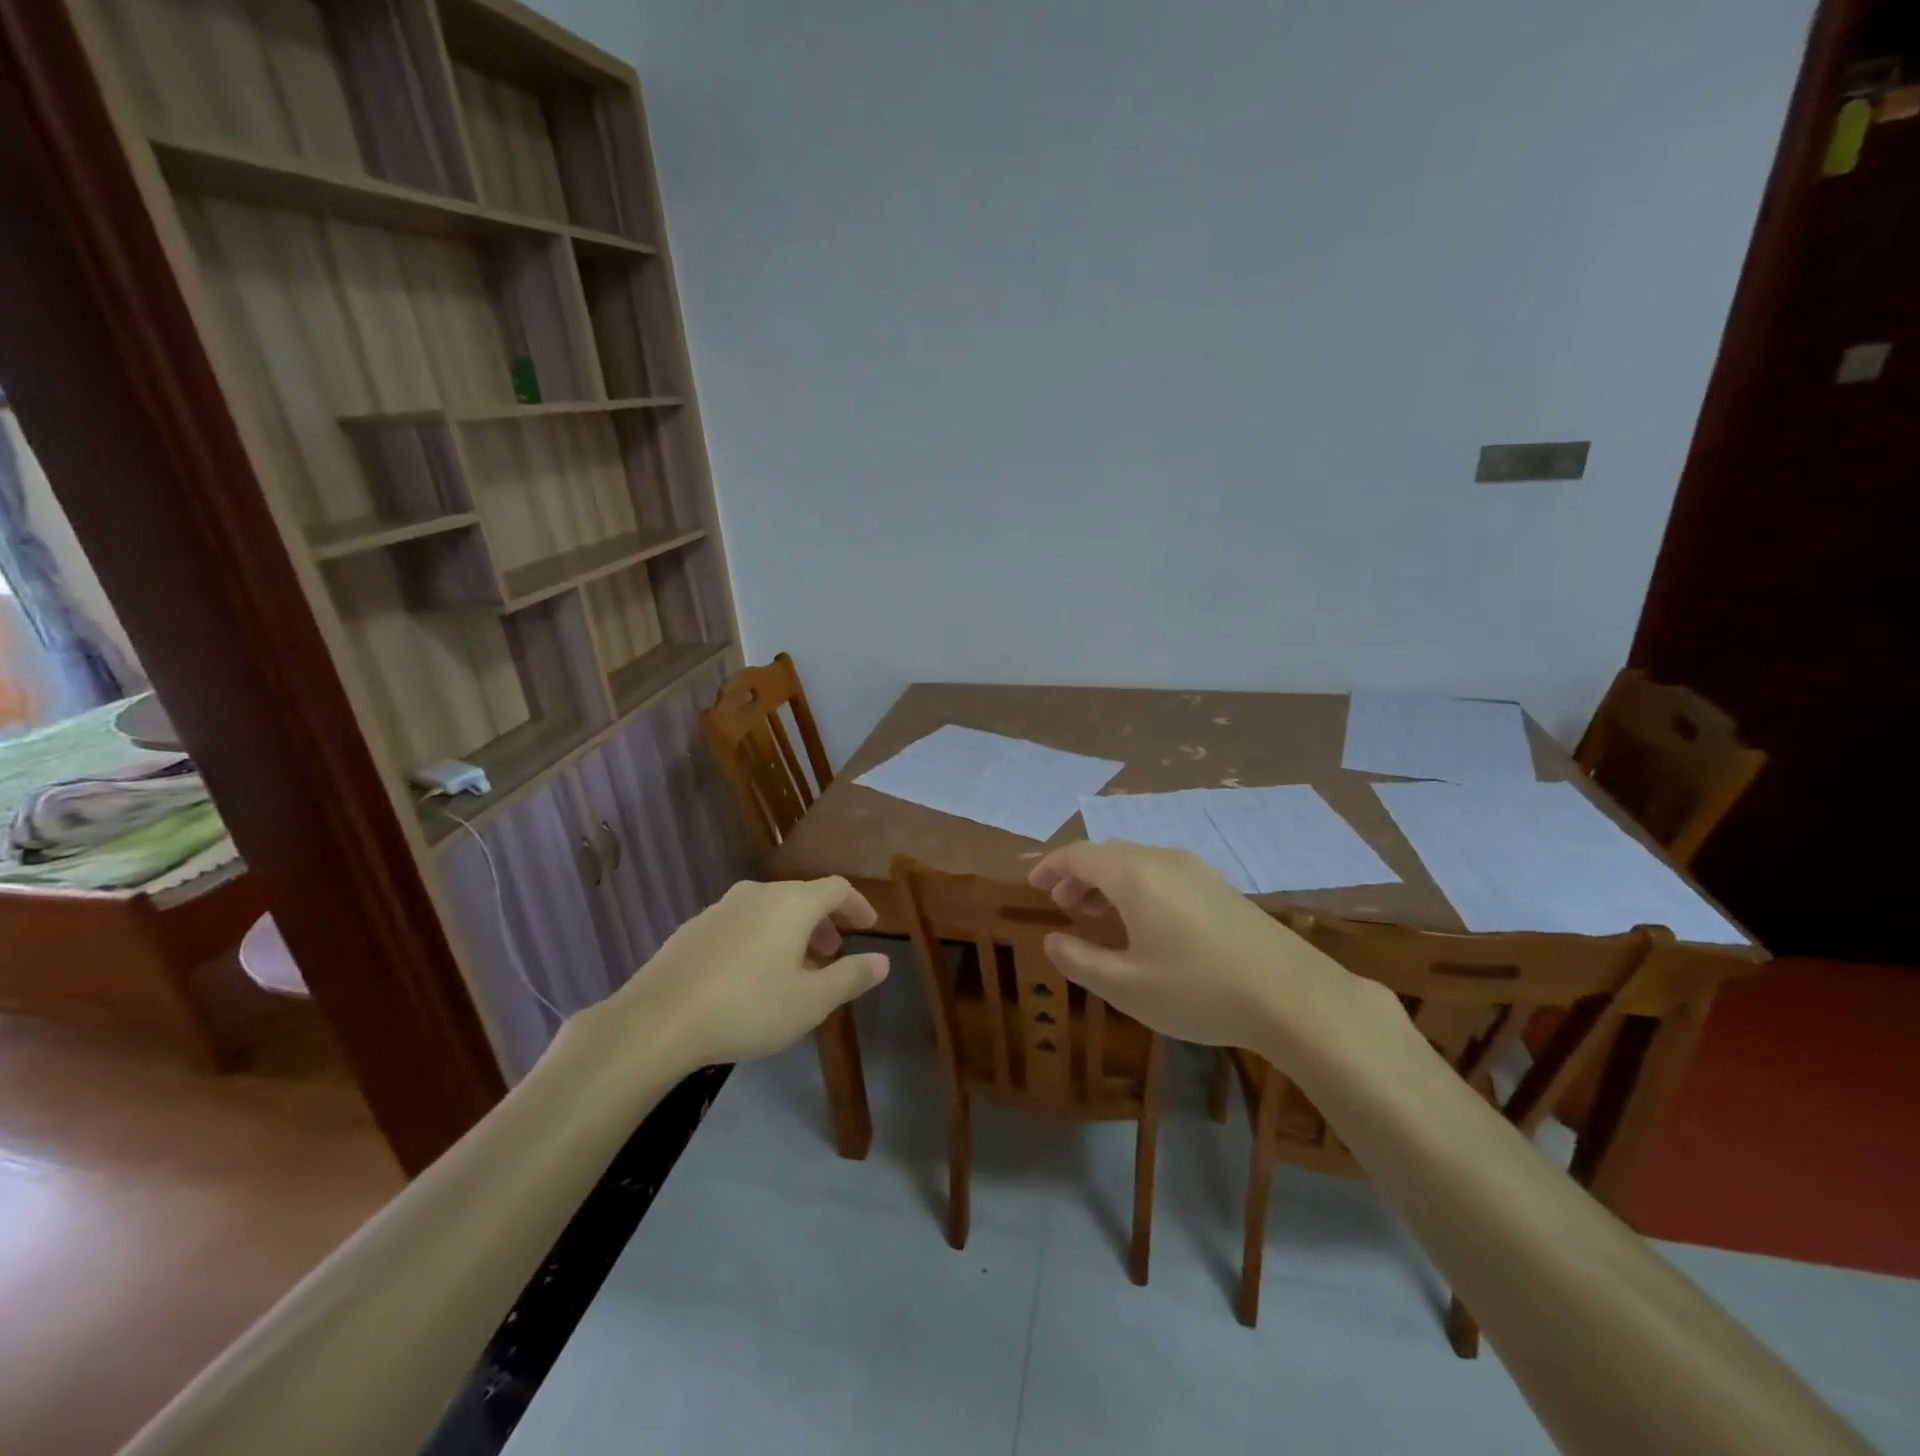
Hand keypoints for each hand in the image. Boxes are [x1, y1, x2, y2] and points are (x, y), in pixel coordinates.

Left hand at [572, 877, 889, 1070]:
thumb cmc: (748, 1007)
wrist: (658, 1020)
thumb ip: (850, 977)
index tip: (869, 925)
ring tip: (795, 966)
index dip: (857, 904)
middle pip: (802, 896)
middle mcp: (758, 893)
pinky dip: (760, 936)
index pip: (837, 888)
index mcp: (793, 903)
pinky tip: (751, 973)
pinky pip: (741, 922)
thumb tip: (883, 961)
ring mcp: (721, 907)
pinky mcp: (693, 927)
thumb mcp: (810, 1001)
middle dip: (824, 921)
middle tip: (833, 951)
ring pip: (770, 909)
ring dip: (791, 930)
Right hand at [1029, 841, 1388, 1059]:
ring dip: (1107, 882)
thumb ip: (1080, 960)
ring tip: (1096, 916)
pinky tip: (1143, 924)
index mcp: (1135, 876)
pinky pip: (1162, 873)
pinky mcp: (1219, 887)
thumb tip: (1052, 940)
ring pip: (1137, 862)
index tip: (1033, 886)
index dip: (1051, 867)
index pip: (1079, 854)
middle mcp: (1163, 860)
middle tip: (1062, 906)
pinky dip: (1136, 888)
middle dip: (1078, 876)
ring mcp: (1196, 870)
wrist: (1293, 996)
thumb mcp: (1127, 985)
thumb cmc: (1199, 990)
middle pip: (1108, 854)